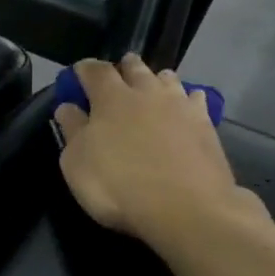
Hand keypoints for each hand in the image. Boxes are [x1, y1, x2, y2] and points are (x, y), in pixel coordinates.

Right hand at [53, 55, 262, 250]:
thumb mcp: (77, 164)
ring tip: (153, 88)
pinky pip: (195, 100)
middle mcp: (146, 92)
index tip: (78, 74)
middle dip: (124, 68)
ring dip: (157, 79)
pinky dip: (187, 100)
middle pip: (134, 67)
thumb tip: (67, 107)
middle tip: (119, 75)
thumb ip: (72, 131)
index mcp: (110, 98)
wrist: (186, 207)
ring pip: (167, 78)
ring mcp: (180, 105)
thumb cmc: (118, 185)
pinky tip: (187, 109)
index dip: (84, 70)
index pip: (95, 70)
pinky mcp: (206, 123)